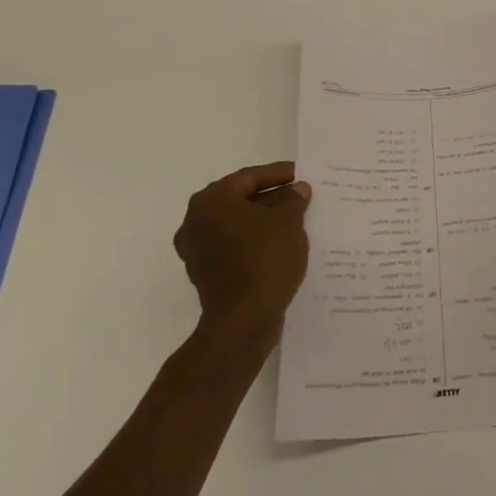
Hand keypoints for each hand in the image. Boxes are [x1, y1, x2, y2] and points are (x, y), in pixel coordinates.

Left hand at [174, 162, 311, 334]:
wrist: (242, 322)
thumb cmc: (264, 260)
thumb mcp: (288, 222)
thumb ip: (293, 200)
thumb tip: (297, 190)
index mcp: (211, 201)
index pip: (249, 178)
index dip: (278, 174)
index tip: (300, 173)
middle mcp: (196, 221)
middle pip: (240, 200)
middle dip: (271, 197)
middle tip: (299, 195)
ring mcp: (197, 250)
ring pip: (237, 224)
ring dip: (263, 221)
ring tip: (295, 219)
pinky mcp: (205, 273)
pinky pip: (233, 246)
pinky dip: (254, 242)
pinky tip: (279, 244)